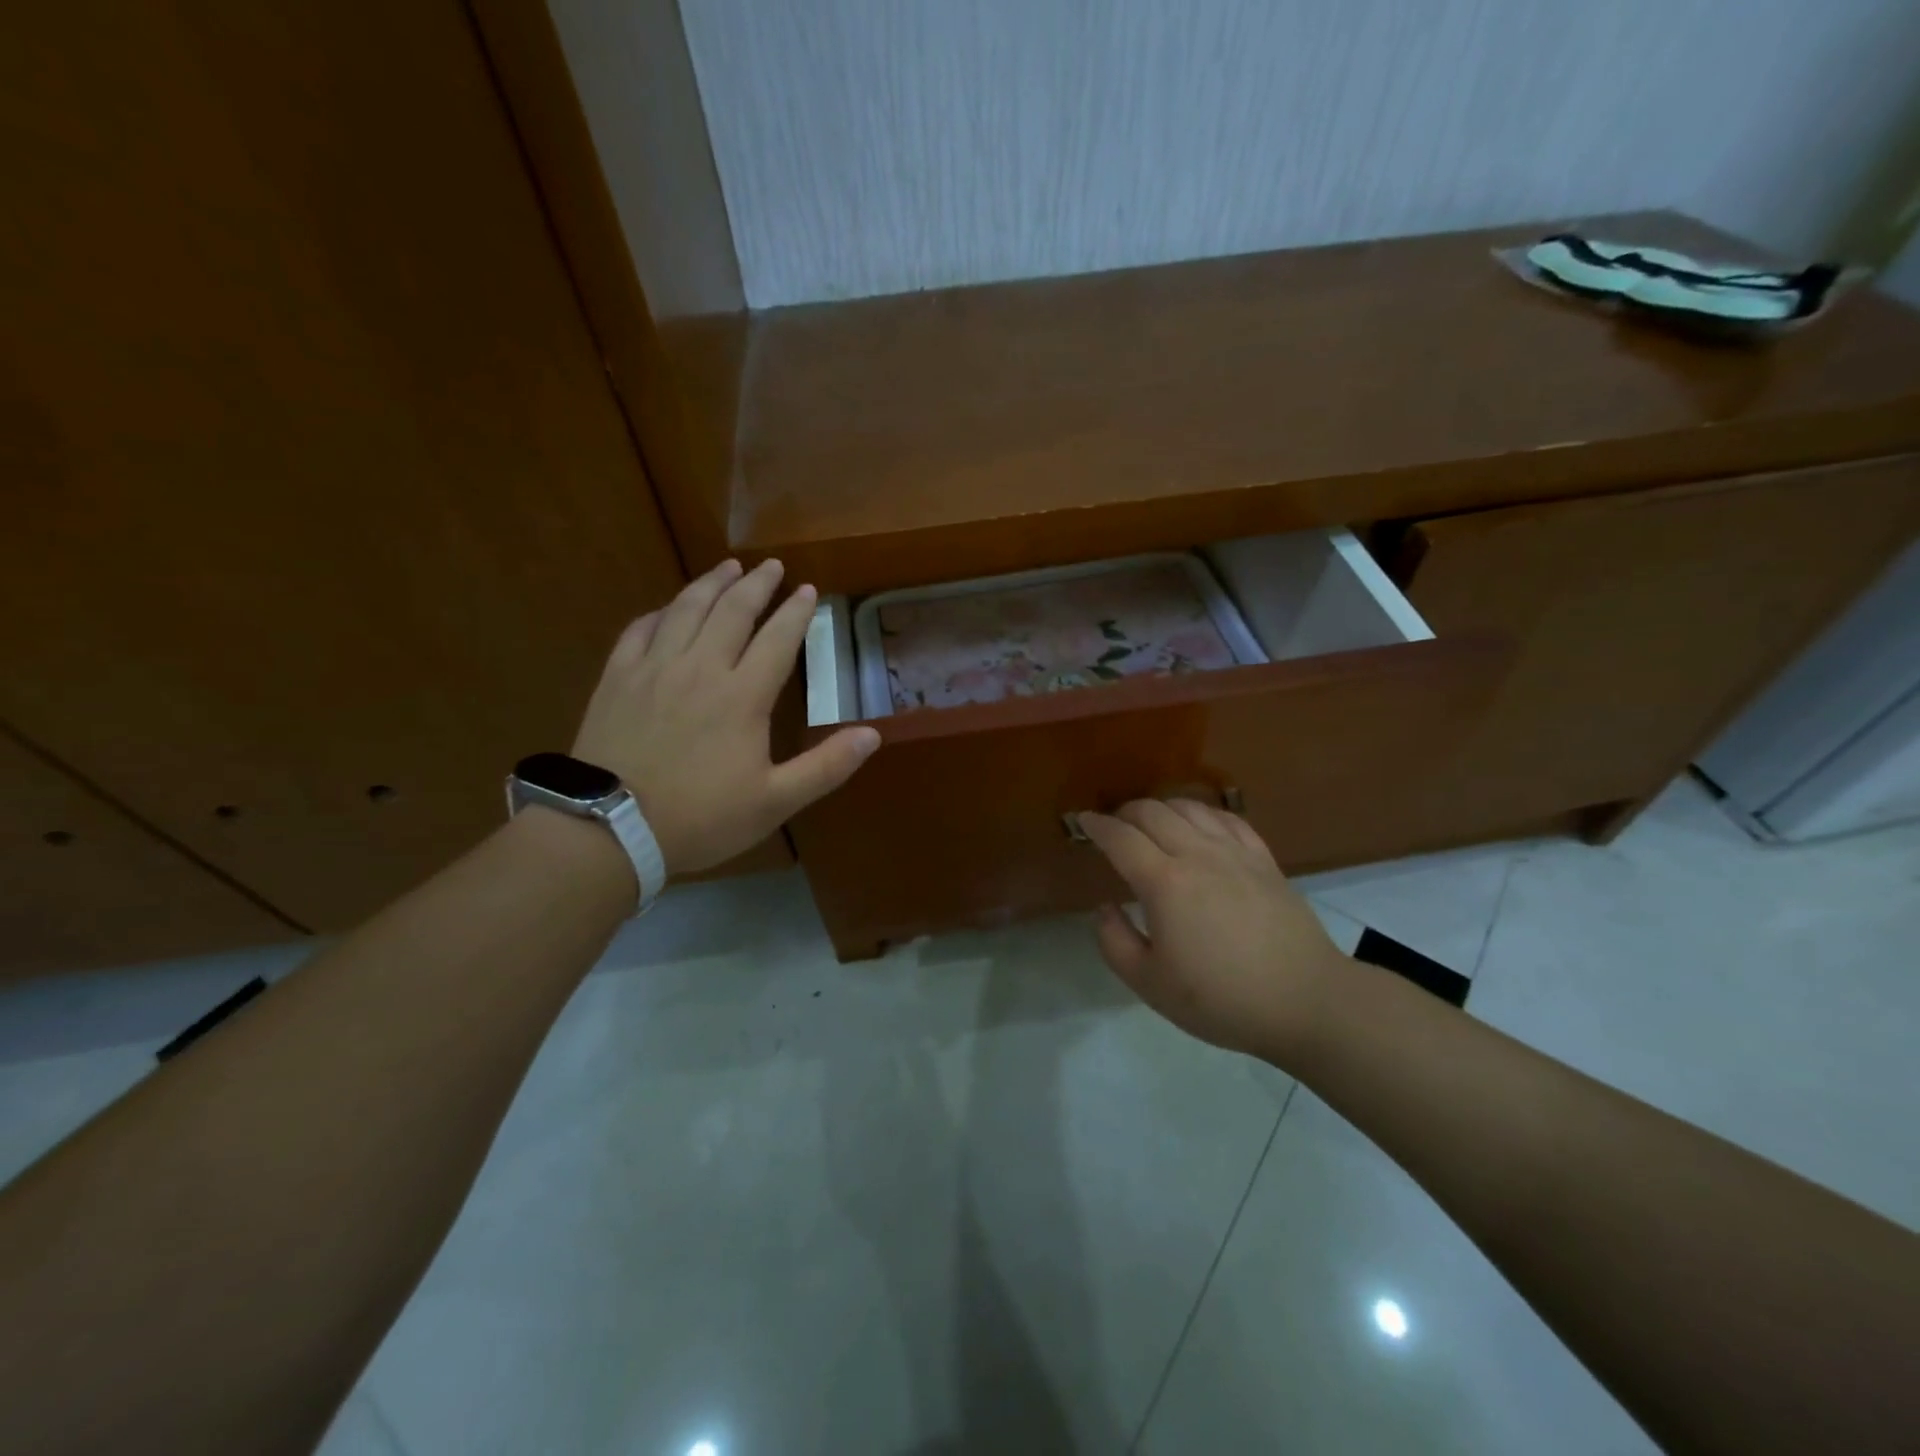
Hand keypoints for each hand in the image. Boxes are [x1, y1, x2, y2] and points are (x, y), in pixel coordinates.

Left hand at [571, 558, 879, 875]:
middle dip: (756, 584)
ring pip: (686, 610)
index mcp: (742, 696)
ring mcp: (654, 669)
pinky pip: (640, 630)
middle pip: (732, 611)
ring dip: (711, 584)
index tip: (807, 590)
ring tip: (727, 567)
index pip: (777, 639)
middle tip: (771, 565)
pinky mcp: (617, 678)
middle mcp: (700, 668)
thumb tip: (873, 735)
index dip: (795, 612)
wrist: (610, 828)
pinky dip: (661, 612)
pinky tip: (668, 608)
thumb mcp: (775, 801)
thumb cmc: (700, 818)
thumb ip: (826, 767)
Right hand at [1079, 799, 1351, 1061]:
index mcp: (1164, 883)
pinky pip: (1227, 819)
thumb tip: (1104, 907)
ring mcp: (1235, 853)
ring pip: (1189, 807)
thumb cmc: (1221, 998)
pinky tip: (1199, 825)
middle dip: (1124, 812)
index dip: (1096, 826)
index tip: (1082, 821)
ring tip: (1151, 824)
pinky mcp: (1264, 860)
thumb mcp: (1150, 984)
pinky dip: (1202, 813)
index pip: (1120, 838)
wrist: (1305, 1001)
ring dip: (1161, 807)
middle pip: (1152, 812)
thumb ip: (1114, 941)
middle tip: (1113, 828)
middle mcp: (1197, 854)